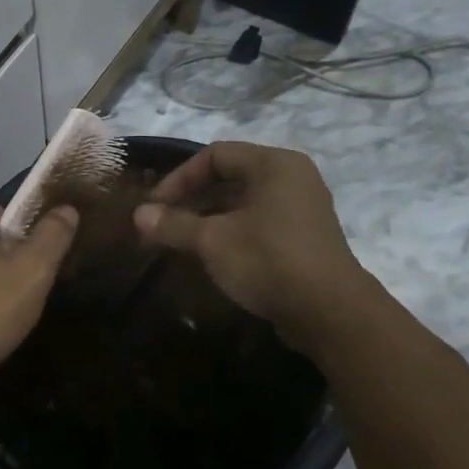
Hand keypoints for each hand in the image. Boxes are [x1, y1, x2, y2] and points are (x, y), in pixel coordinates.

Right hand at [132, 142, 362, 344]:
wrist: (330, 312)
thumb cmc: (268, 261)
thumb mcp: (212, 241)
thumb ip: (173, 224)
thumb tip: (138, 215)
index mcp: (274, 164)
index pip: (215, 155)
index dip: (179, 178)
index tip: (156, 205)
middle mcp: (292, 177)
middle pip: (229, 176)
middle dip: (191, 199)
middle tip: (163, 223)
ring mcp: (302, 207)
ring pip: (243, 201)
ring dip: (208, 217)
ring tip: (180, 240)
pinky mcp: (304, 236)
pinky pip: (258, 221)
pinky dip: (230, 230)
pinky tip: (211, 254)